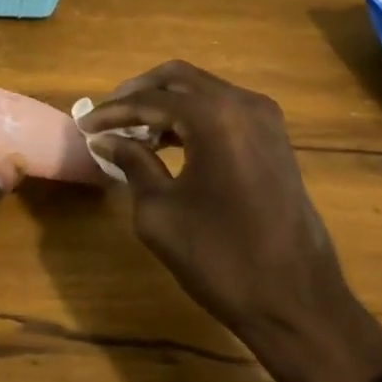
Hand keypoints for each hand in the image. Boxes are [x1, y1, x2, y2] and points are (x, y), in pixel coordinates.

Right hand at [81, 62, 381, 381]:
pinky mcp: (275, 140)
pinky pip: (224, 109)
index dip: (112, 112)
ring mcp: (265, 120)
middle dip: (139, 93)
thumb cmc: (221, 258)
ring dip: (166, 103)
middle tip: (108, 117)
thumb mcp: (160, 212)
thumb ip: (132, 163)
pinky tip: (168, 141)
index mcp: (214, 117)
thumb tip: (106, 139)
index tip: (84, 126)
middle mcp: (243, 104)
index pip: (150, 100)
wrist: (297, 302)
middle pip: (178, 78)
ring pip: (203, 90)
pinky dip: (192, 116)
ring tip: (132, 130)